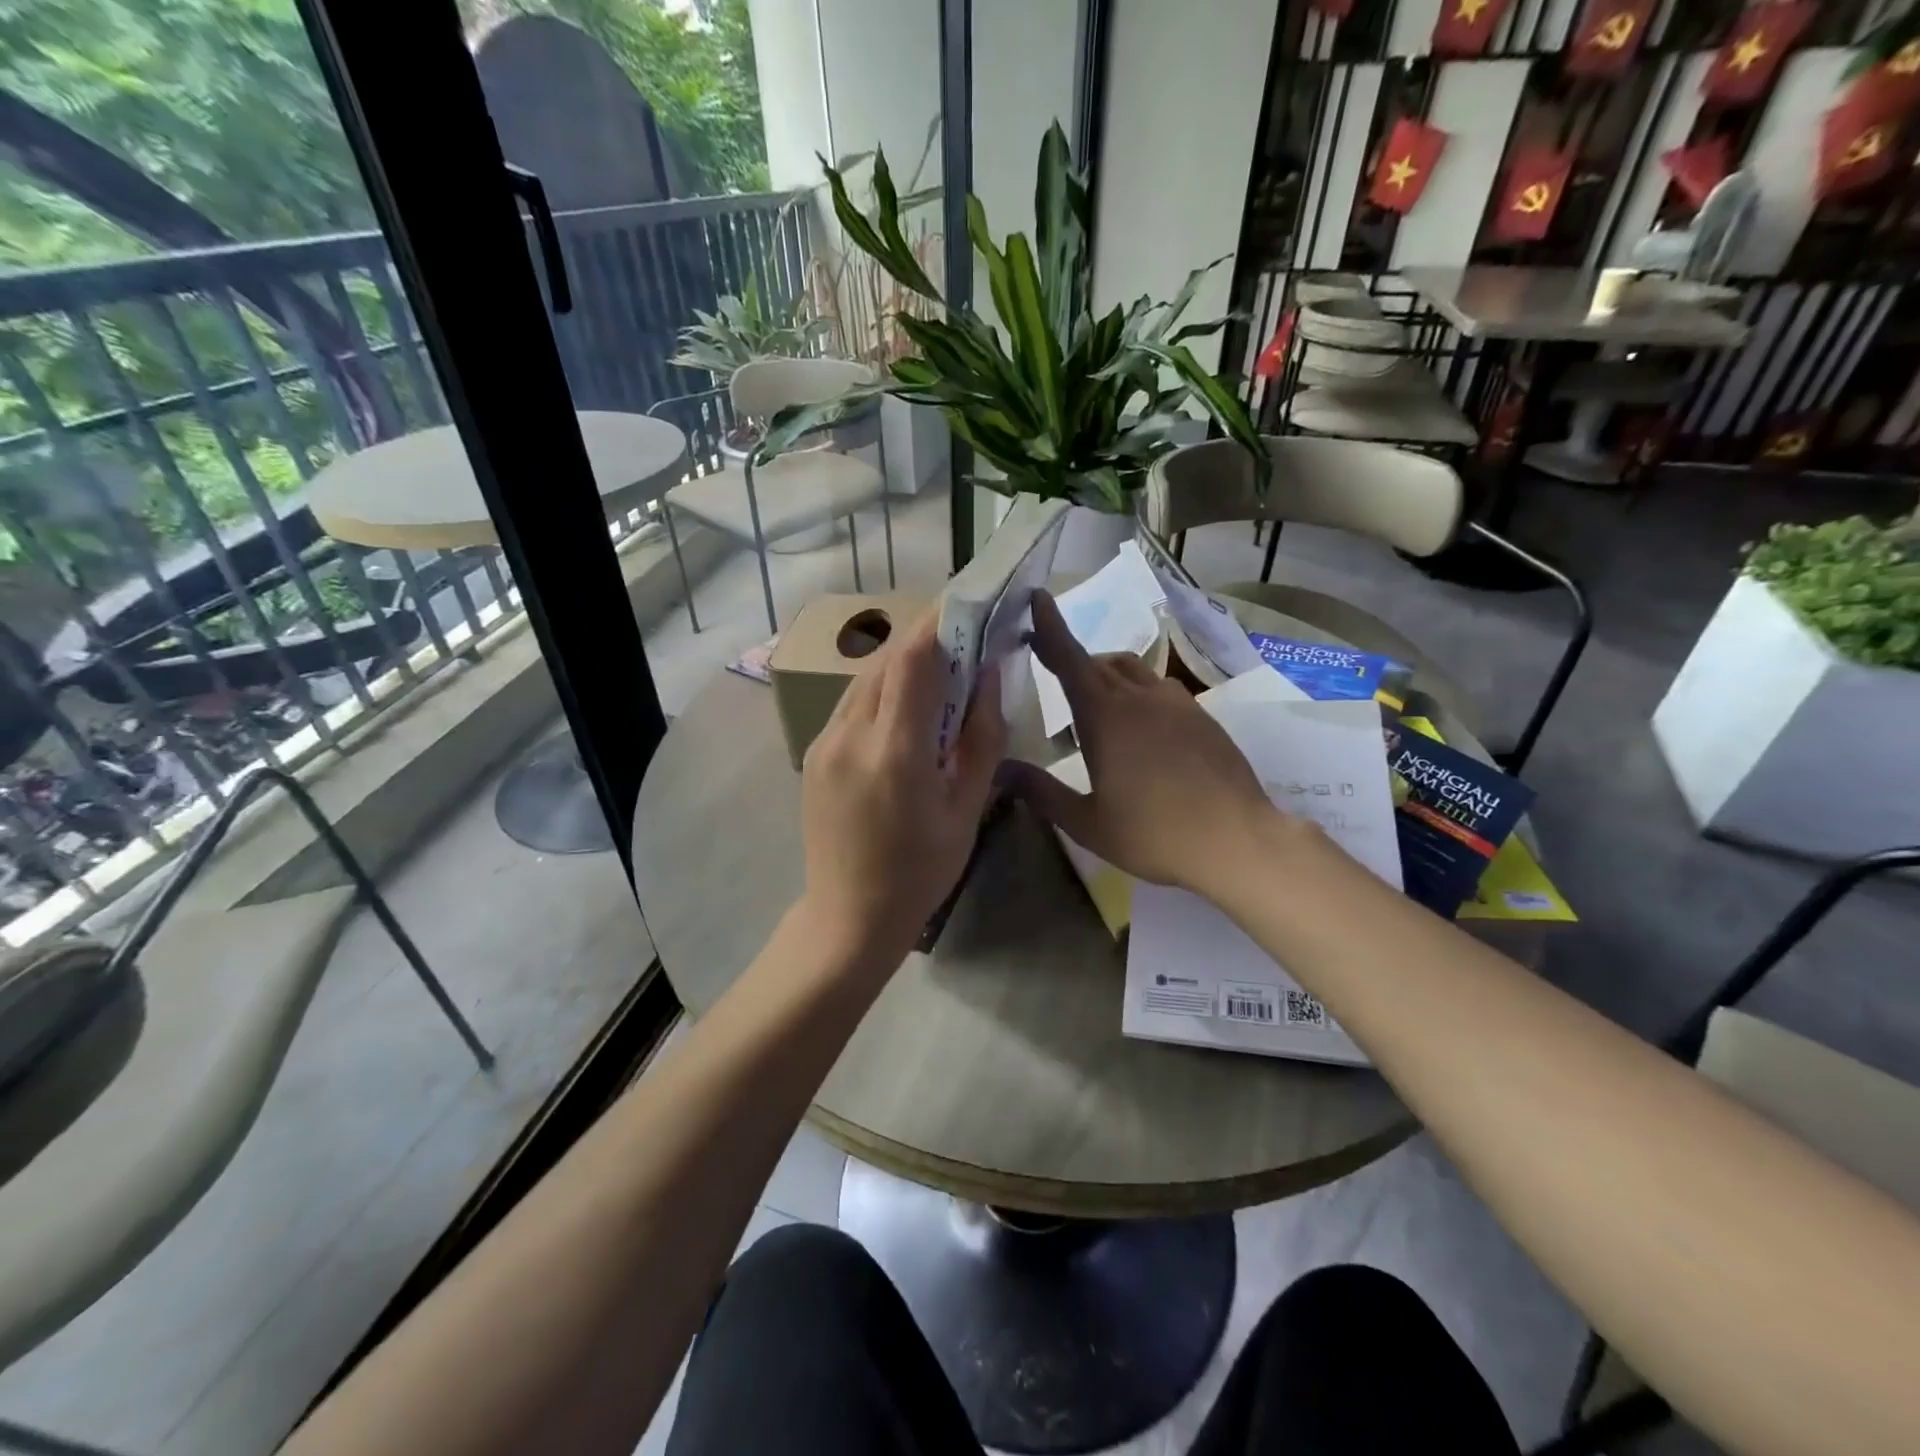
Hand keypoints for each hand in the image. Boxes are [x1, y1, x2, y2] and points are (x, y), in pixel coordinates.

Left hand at [797, 608, 1004, 974]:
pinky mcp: (813, 753)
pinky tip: (904, 709)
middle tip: (961, 635)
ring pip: (864, 679)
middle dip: (924, 639)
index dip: (939, 624)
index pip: (913, 661)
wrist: (849, 916)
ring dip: (901, 664)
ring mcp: (824, 743)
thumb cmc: (921, 871)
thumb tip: (988, 675)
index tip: (968, 604)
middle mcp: (850, 735)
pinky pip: (850, 704)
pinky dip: (881, 691)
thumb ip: (981, 737)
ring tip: (938, 669)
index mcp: (895, 751)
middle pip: (886, 661)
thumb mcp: (967, 808)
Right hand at [1006, 590, 1278, 896]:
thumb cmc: (1154, 834)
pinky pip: (1157, 687)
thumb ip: (1040, 792)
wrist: (1238, 840)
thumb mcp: (1087, 822)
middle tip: (1049, 669)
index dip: (1049, 627)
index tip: (1037, 598)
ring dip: (1104, 674)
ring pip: (1130, 670)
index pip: (1069, 658)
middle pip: (1096, 662)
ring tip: (1094, 705)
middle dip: (1069, 659)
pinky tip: (1139, 727)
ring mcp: (1175, 702)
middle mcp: (1138, 696)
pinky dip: (1135, 691)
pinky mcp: (1200, 715)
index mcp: (1104, 716)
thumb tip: (999, 769)